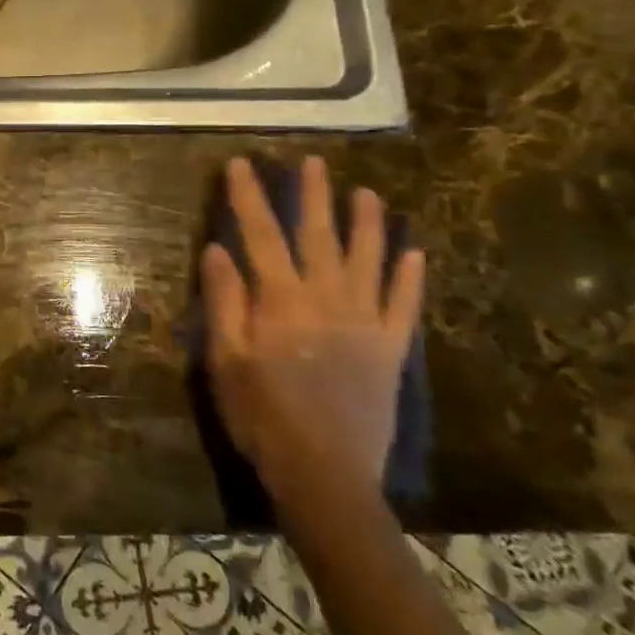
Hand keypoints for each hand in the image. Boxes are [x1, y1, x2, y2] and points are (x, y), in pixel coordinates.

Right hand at [201, 156, 424, 507]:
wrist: (324, 472)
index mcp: (281, 301)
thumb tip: (218, 249)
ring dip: (369, 225)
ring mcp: (365, 323)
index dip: (249, 197)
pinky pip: (404, 306)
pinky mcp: (390, 350)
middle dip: (314, 196)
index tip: (242, 164)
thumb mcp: (226, 359)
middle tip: (313, 162)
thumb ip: (225, 301)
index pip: (261, 235)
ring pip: (369, 261)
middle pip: (319, 236)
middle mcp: (327, 300)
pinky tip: (416, 254)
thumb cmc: (262, 414)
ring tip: (368, 194)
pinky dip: (410, 278)